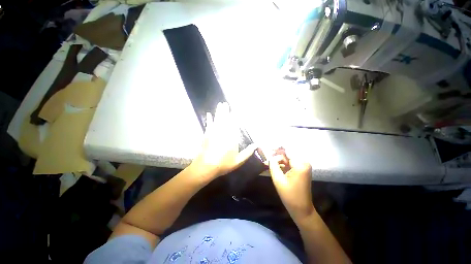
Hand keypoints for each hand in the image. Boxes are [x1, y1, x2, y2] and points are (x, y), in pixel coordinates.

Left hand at [189, 102, 256, 179]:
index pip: (234, 124)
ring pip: (217, 119)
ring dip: (219, 112)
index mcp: (232, 138)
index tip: (234, 110)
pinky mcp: (207, 135)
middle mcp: (223, 132)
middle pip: (225, 119)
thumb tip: (257, 144)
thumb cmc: (224, 164)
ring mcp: (214, 132)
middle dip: (225, 111)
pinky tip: (209, 114)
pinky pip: (209, 124)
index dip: (234, 117)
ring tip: (220, 105)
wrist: (206, 166)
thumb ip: (248, 152)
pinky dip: (209, 119)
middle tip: (225, 103)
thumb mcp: (239, 160)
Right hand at [268, 149, 313, 221]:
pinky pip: (290, 162)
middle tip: (267, 157)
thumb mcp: (278, 180)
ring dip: (279, 159)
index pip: (287, 151)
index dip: (276, 149)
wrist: (301, 209)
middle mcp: (304, 163)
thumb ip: (273, 165)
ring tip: (269, 162)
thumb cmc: (290, 196)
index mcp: (300, 165)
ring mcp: (303, 166)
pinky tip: (275, 165)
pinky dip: (282, 163)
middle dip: (277, 154)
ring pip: (288, 158)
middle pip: (288, 154)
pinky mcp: (301, 170)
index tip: (267, 148)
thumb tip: (270, 156)